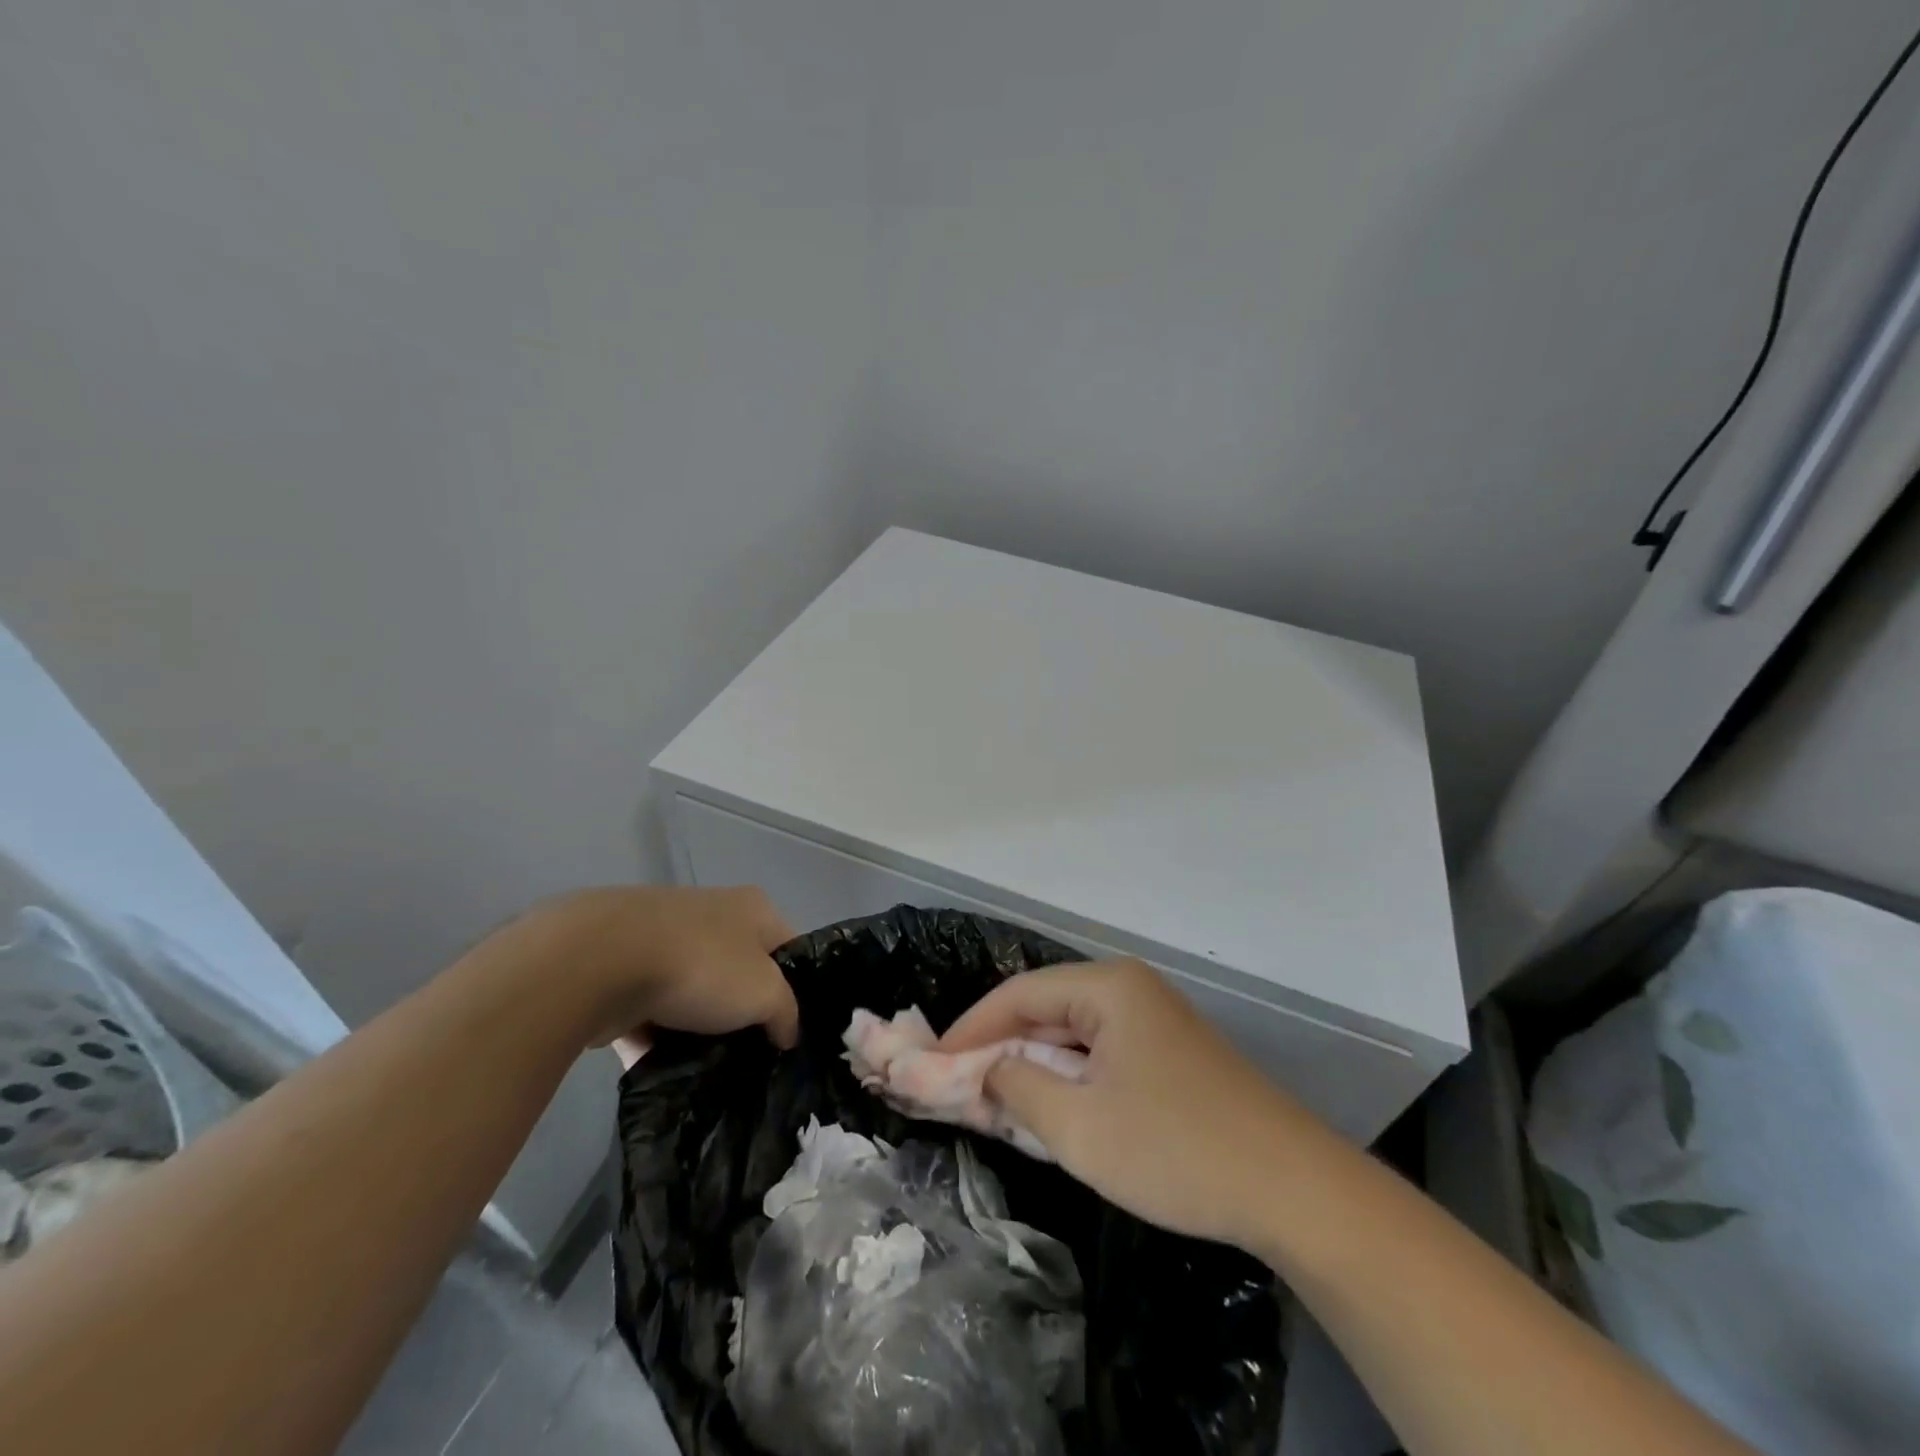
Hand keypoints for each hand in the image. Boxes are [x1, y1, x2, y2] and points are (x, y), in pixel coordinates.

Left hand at [508, 886, 798, 1053]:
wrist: (598, 961)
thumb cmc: (701, 966)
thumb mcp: (765, 993)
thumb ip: (785, 1013)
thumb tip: (786, 1032)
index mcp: (754, 908)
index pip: (790, 948)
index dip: (797, 988)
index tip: (791, 1031)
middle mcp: (713, 913)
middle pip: (740, 970)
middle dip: (743, 1013)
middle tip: (750, 1055)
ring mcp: (663, 937)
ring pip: (693, 991)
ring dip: (697, 1028)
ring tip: (704, 1069)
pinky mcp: (621, 965)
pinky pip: (649, 1008)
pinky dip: (654, 1036)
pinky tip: (661, 1070)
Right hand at [938, 960, 1315, 1249]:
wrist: (1295, 1190)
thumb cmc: (1177, 1150)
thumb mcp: (1079, 1127)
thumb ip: (1016, 1088)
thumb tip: (984, 1070)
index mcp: (1108, 987)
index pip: (1018, 994)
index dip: (969, 1029)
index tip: (929, 1065)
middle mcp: (1129, 989)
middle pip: (1044, 1008)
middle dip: (998, 1047)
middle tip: (954, 1086)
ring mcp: (1154, 1020)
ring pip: (1071, 1033)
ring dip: (1031, 1065)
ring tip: (990, 1099)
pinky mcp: (1169, 1053)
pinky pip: (1099, 1053)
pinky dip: (1066, 1077)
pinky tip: (1048, 1107)